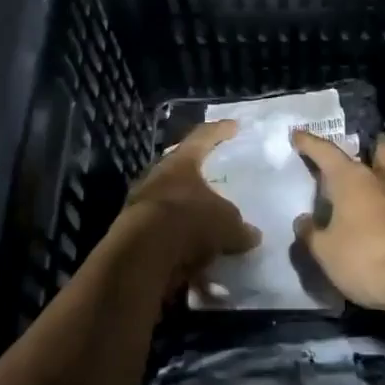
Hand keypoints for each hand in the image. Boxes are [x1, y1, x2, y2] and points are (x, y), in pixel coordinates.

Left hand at [114, 120, 260, 289]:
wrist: (143, 255)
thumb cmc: (189, 222)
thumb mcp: (226, 223)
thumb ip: (239, 227)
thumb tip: (251, 234)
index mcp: (180, 163)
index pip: (202, 138)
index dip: (220, 131)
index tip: (233, 126)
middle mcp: (157, 177)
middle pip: (179, 169)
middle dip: (196, 175)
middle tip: (212, 176)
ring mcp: (141, 205)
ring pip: (169, 202)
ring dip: (187, 213)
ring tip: (206, 223)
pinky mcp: (132, 234)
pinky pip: (163, 233)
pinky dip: (179, 242)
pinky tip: (195, 258)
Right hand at [292, 134, 384, 312]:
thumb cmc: (361, 257)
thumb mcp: (324, 250)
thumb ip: (311, 233)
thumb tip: (303, 221)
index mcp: (352, 179)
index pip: (326, 152)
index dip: (310, 143)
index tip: (298, 134)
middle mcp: (381, 181)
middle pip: (381, 152)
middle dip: (373, 145)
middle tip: (366, 143)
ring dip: (382, 177)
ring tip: (370, 185)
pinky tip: (380, 219)